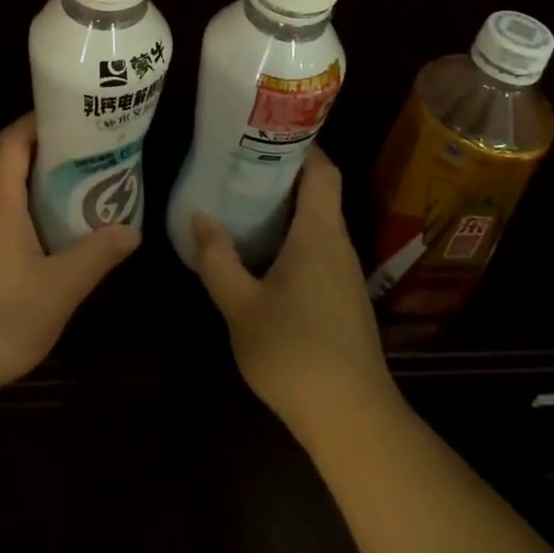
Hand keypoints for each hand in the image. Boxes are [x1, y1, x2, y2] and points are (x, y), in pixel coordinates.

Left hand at [0, 113, 138, 405]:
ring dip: (19, 172)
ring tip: (63, 185)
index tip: (74, 120)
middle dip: (30, 141)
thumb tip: (131, 230)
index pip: (13, 138)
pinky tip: (36, 231)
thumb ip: (96, 255)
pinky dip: (10, 201)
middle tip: (71, 150)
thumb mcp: (58, 290)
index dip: (40, 121)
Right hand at [192, 148, 395, 445]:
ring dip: (285, 209)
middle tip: (238, 165)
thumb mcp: (240, 306)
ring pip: (317, 223)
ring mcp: (345, 274)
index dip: (301, 144)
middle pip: (318, 193)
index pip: (322, 170)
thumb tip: (201, 217)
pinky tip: (262, 254)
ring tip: (242, 202)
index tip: (264, 133)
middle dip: (281, 174)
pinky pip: (318, 250)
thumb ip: (218, 259)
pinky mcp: (344, 300)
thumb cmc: (294, 353)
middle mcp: (337, 245)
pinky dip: (292, 238)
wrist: (352, 419)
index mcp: (318, 233)